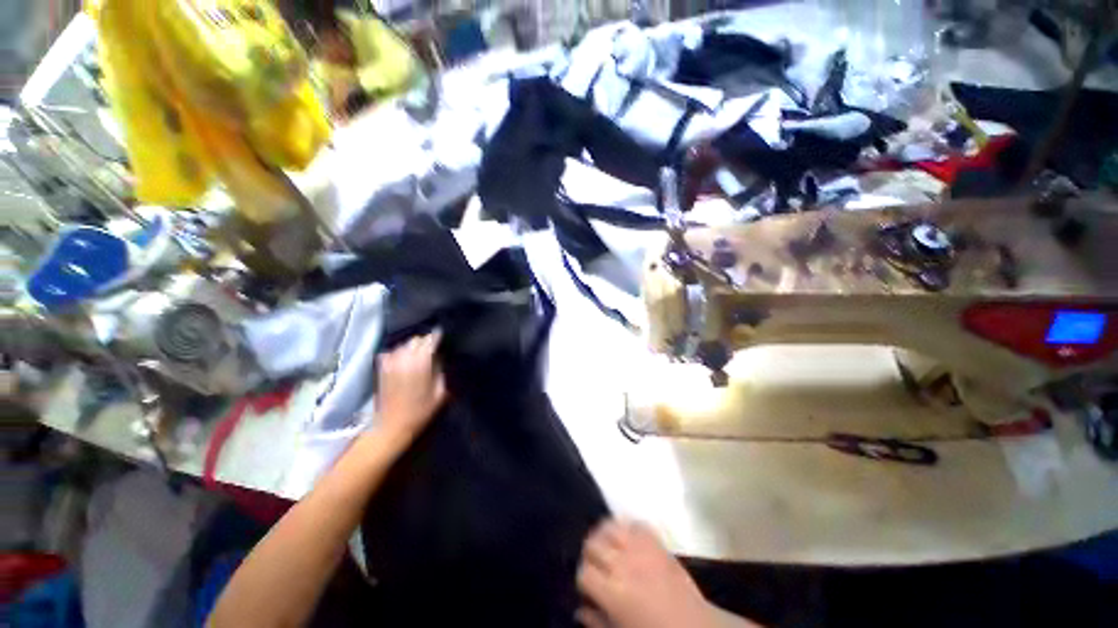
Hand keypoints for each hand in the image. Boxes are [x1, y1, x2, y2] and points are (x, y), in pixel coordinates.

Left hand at [375, 331, 446, 444]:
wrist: (392, 425)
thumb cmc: (421, 411)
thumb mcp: (440, 392)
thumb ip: (441, 371)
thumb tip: (440, 357)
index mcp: (422, 363)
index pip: (430, 341)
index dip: (437, 336)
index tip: (442, 336)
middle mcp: (406, 359)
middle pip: (416, 339)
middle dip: (425, 341)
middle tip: (432, 347)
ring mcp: (391, 363)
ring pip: (404, 344)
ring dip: (412, 346)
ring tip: (418, 353)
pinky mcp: (382, 369)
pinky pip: (391, 352)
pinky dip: (398, 352)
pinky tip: (403, 360)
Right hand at [576, 520, 717, 627]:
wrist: (695, 627)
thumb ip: (596, 622)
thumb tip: (578, 609)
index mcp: (613, 593)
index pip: (584, 572)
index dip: (582, 578)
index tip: (587, 585)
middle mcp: (623, 564)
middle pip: (593, 544)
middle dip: (590, 554)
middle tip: (595, 565)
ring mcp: (640, 549)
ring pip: (610, 526)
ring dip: (604, 535)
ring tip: (607, 545)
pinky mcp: (656, 541)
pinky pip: (635, 523)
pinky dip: (628, 527)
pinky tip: (627, 538)